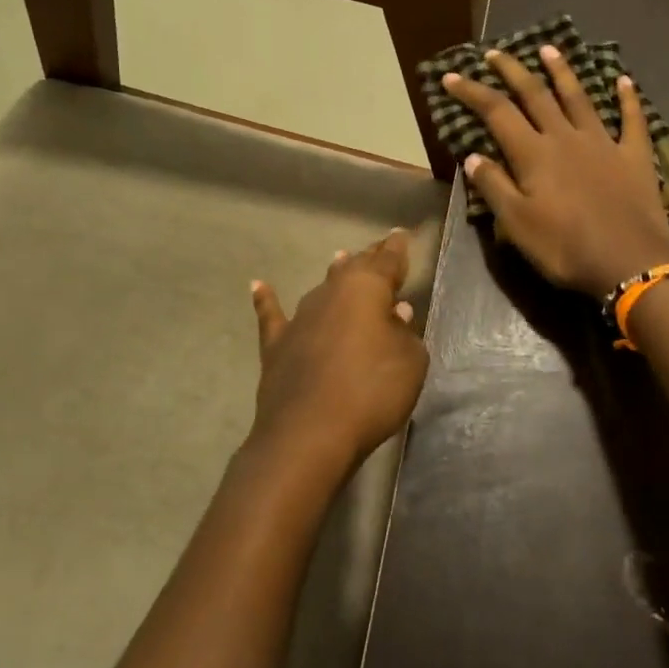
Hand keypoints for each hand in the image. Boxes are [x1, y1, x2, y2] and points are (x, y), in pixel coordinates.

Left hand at [245, 229, 428, 484]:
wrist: (309, 434)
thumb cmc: (372, 391)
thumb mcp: (411, 362)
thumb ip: (405, 333)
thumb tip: (395, 312)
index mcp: (367, 289)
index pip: (388, 261)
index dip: (397, 248)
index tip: (401, 233)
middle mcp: (331, 293)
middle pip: (354, 268)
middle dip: (369, 258)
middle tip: (380, 247)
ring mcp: (300, 318)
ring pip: (321, 288)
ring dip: (333, 274)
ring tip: (340, 258)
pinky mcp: (277, 346)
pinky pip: (272, 315)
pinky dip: (266, 300)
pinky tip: (257, 286)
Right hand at [442, 46, 668, 298]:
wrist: (630, 261)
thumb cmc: (566, 248)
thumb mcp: (517, 225)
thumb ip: (494, 187)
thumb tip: (473, 156)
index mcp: (534, 154)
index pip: (496, 112)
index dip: (472, 92)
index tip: (452, 76)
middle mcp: (566, 137)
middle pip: (535, 95)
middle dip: (513, 71)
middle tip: (496, 53)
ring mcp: (603, 143)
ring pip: (579, 98)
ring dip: (562, 72)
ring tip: (549, 49)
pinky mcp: (634, 156)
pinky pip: (632, 120)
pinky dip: (628, 98)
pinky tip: (624, 80)